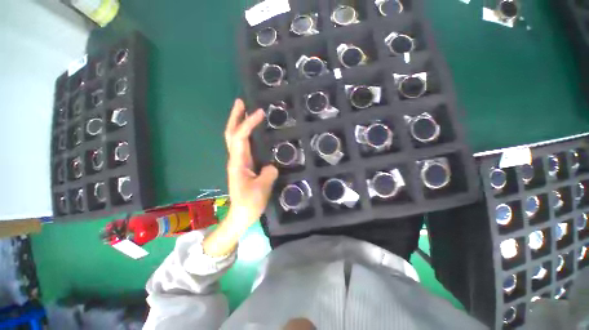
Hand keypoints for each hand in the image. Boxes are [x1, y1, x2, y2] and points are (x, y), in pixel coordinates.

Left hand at [224, 99, 277, 225]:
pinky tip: (253, 132)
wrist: (241, 215)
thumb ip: (268, 173)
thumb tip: (271, 165)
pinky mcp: (244, 165)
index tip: (259, 112)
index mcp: (238, 162)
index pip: (240, 137)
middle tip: (241, 102)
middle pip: (231, 133)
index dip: (248, 123)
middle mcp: (236, 159)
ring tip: (247, 111)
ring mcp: (239, 161)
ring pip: (236, 138)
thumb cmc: (249, 203)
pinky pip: (243, 145)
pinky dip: (246, 134)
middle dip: (235, 117)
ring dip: (239, 123)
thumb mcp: (262, 188)